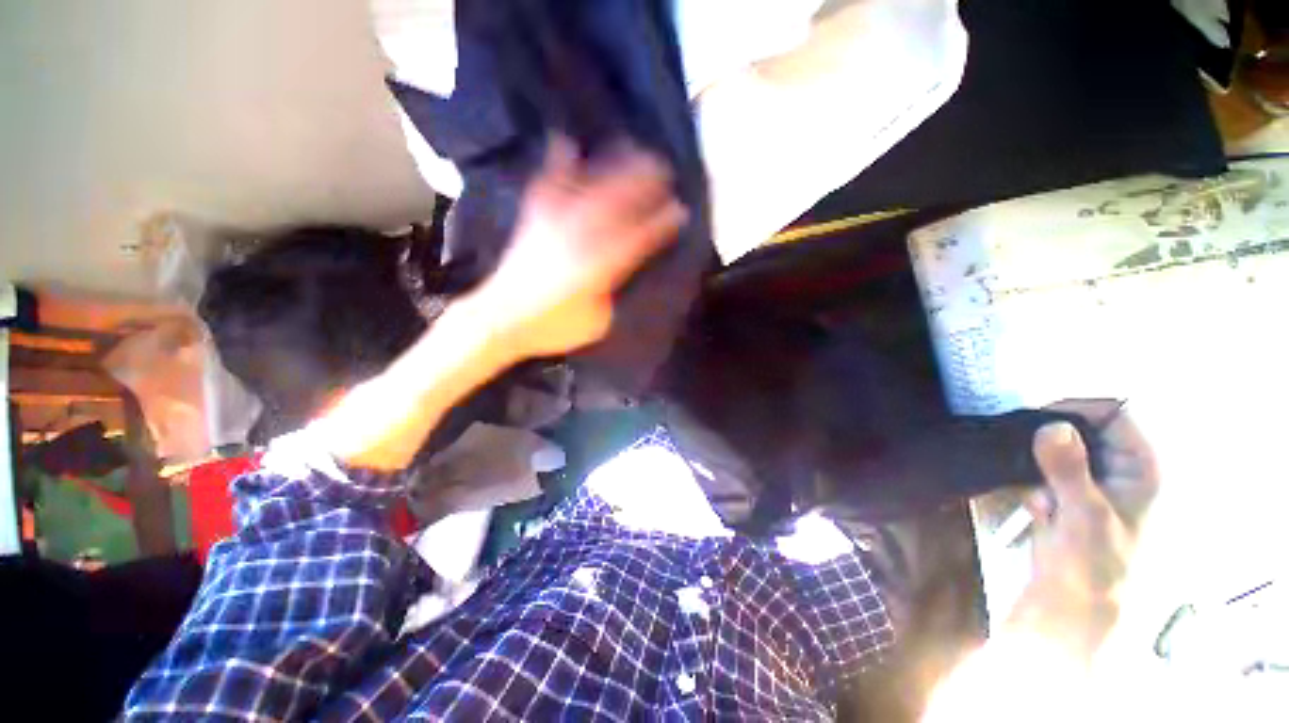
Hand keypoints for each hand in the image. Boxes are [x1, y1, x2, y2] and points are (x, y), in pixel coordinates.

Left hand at [473, 137, 686, 360]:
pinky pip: (547, 185)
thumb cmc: (553, 329)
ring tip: (632, 146)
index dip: (660, 223)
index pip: (637, 239)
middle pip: (616, 205)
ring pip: (588, 188)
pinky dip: (557, 163)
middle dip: (643, 184)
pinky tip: (566, 140)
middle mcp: (579, 239)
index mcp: (598, 269)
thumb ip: (613, 295)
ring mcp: (554, 225)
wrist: (500, 320)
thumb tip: (621, 273)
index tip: (680, 209)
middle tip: (665, 168)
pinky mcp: (534, 220)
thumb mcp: (596, 323)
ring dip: (612, 166)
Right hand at [1008, 401, 1159, 658]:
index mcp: (1141, 470)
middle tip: (1026, 458)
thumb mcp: (1083, 516)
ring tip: (1038, 499)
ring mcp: (1094, 486)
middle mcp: (1121, 471)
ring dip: (1039, 469)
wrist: (1071, 611)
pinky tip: (1038, 513)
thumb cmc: (1092, 567)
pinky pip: (1046, 473)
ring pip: (1059, 452)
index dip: (1078, 408)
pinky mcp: (1069, 500)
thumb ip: (1068, 469)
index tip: (1036, 419)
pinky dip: (1035, 485)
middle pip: (1084, 430)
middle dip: (1050, 442)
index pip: (1116, 413)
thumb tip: (1050, 424)